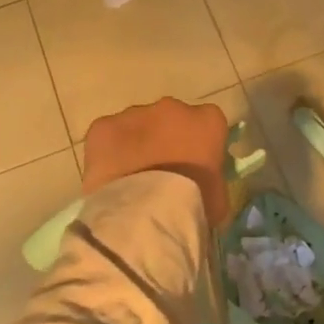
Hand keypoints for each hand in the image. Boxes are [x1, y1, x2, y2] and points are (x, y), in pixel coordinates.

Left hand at [81, 98, 231, 233]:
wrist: (147, 215)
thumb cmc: (192, 207)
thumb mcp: (218, 198)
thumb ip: (212, 180)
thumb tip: (204, 185)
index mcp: (207, 122)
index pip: (207, 124)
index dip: (198, 144)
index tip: (192, 166)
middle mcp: (172, 108)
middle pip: (169, 119)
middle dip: (165, 139)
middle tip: (160, 172)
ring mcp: (135, 114)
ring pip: (136, 125)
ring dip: (135, 144)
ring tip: (131, 179)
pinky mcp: (104, 126)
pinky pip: (106, 136)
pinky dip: (107, 152)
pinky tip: (109, 178)